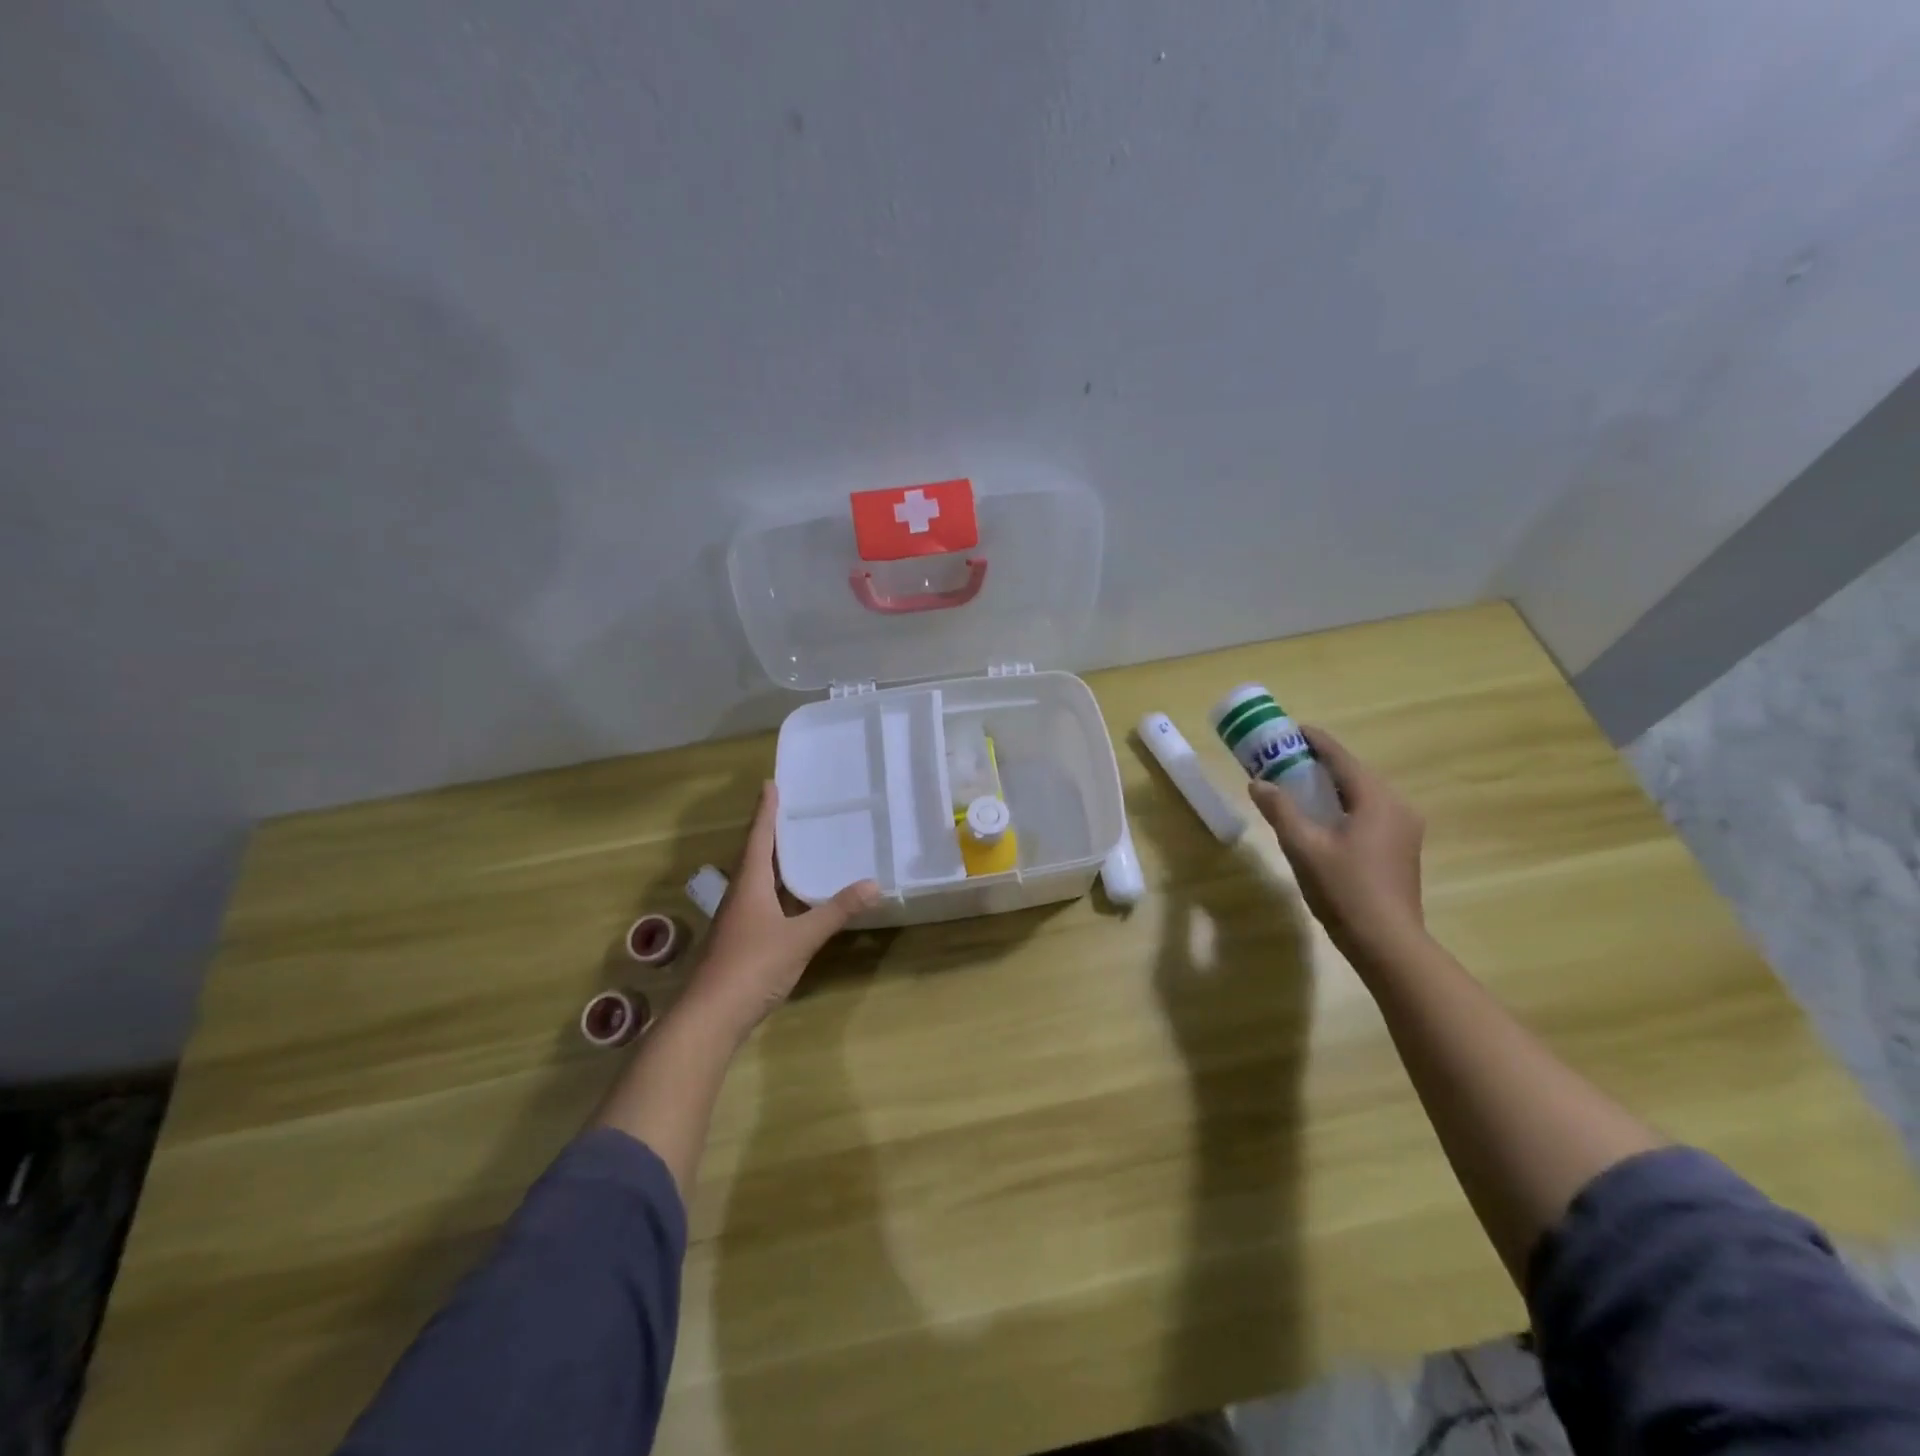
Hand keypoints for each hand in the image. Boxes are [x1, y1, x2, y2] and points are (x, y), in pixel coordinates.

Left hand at [681, 782, 879, 1037]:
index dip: (766, 811)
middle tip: (791, 810)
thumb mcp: (800, 937)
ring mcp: (737, 920)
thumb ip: (836, 911)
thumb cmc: (752, 966)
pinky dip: (777, 890)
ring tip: (797, 847)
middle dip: (770, 832)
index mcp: (749, 885)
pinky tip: (793, 898)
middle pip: (754, 855)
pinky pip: (760, 902)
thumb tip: (873, 884)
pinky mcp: (740, 941)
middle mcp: (739, 896)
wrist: (710, 1017)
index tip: (770, 784)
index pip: (758, 838)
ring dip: (773, 861)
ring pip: (756, 880)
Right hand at [1250, 726, 1425, 966]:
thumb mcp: (1303, 847)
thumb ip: (1280, 810)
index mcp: (1377, 799)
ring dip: (1332, 786)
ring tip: (1300, 784)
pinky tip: (1324, 817)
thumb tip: (1258, 783)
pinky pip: (1370, 813)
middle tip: (1286, 758)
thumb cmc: (1344, 889)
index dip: (1315, 741)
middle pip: (1354, 774)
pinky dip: (1344, 805)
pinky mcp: (1402, 849)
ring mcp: (1405, 829)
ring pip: (1363, 795)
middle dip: (1321, 763)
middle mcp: (1397, 806)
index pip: (1342, 758)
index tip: (1291, 729)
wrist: (1387, 942)